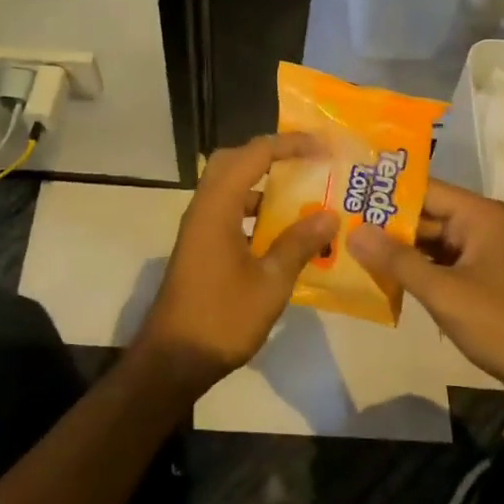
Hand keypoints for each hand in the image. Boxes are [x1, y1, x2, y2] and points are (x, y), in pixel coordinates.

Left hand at [133, 133, 336, 393]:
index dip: (289, 145)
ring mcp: (200, 227)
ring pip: (231, 186)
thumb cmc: (222, 317)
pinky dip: (256, 211)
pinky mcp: (201, 245)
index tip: (323, 147)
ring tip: (303, 194)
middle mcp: (204, 207)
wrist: (174, 357)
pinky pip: (230, 210)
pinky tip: (284, 233)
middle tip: (307, 162)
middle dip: (271, 155)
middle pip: (235, 161)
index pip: (254, 154)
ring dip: (264, 184)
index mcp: (218, 206)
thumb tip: (329, 214)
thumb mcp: (270, 282)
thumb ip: (299, 243)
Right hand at [349, 179, 503, 412]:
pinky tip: (381, 275)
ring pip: (429, 241)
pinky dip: (415, 269)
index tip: (343, 191)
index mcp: (478, 215)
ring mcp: (482, 254)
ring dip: (396, 248)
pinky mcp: (482, 280)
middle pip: (423, 214)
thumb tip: (352, 231)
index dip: (383, 191)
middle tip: (337, 222)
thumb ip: (397, 260)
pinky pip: (440, 264)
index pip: (422, 189)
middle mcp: (480, 226)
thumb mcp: (445, 293)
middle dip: (384, 222)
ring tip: (349, 246)